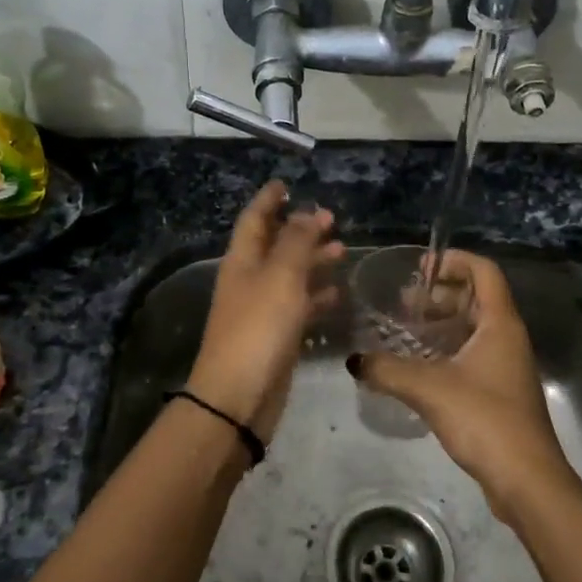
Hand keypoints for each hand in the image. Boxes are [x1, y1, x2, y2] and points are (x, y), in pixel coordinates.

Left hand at [187, 181, 343, 442]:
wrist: (239, 397)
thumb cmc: (258, 328)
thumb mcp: (281, 277)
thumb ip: (297, 242)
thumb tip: (307, 212)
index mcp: (242, 261)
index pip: (254, 219)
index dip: (269, 200)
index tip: (285, 184)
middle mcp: (249, 280)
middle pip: (274, 245)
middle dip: (300, 229)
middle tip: (331, 218)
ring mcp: (261, 309)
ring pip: (290, 275)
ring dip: (313, 260)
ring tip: (342, 250)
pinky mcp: (276, 336)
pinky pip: (298, 305)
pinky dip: (317, 296)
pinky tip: (337, 294)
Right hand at [349, 250, 580, 522]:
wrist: (526, 480)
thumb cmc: (484, 420)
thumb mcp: (429, 389)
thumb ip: (388, 370)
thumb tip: (354, 360)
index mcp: (500, 323)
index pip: (483, 271)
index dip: (454, 261)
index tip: (421, 269)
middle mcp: (508, 337)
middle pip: (477, 297)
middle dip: (441, 292)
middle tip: (405, 302)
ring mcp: (507, 366)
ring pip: (474, 327)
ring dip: (443, 322)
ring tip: (407, 329)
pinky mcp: (501, 392)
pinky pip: (473, 354)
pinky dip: (448, 348)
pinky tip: (420, 366)